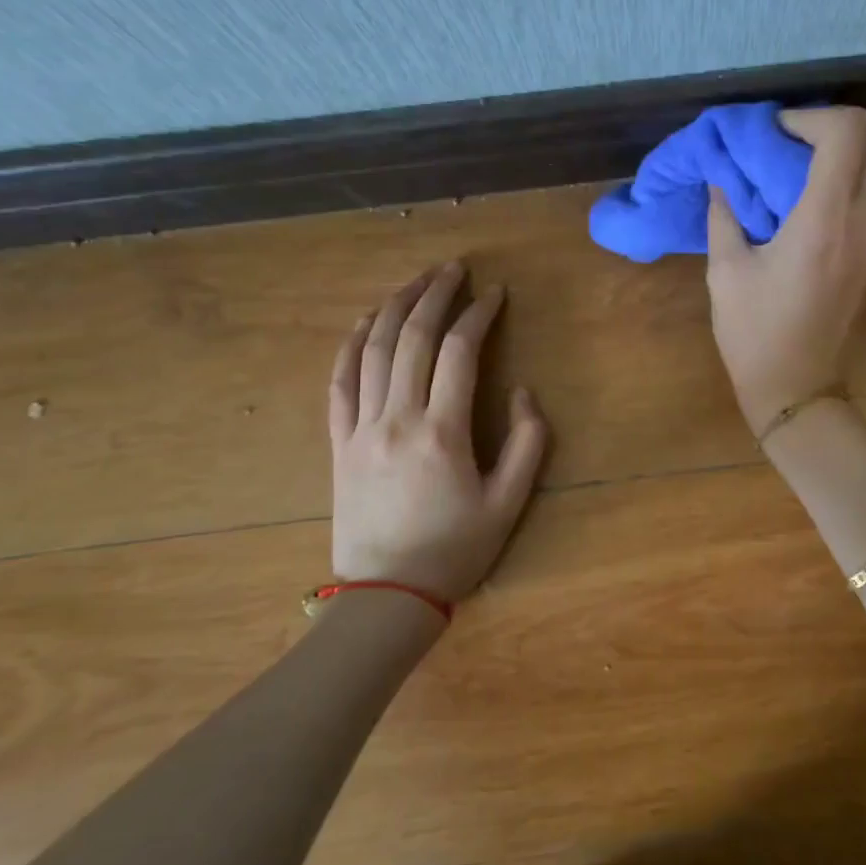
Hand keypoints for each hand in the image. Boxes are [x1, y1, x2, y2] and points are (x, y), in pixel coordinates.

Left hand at [327, 262, 548, 601]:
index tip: (495, 292)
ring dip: (394, 307)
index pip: (459, 352)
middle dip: (435, 294)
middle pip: (412, 338)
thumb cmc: (455, 550)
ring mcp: (360, 428)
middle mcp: (397, 419)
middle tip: (454, 268)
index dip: (479, 314)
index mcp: (442, 433)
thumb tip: (520, 391)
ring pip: (373, 351)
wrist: (387, 596)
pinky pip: (339, 383)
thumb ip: (527, 443)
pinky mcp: (338, 443)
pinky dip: (351, 345)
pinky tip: (364, 321)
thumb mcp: (509, 504)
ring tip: (415, 280)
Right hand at [705, 107, 865, 432]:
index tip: (773, 134)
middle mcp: (863, 221)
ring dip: (846, 145)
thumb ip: (724, 214)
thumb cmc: (754, 334)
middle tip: (796, 135)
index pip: (845, 134)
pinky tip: (805, 193)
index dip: (809, 117)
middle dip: (842, 119)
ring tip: (796, 161)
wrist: (797, 388)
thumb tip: (721, 176)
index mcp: (824, 222)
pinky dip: (848, 173)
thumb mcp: (726, 271)